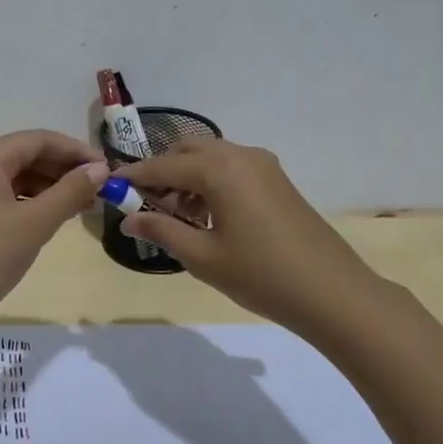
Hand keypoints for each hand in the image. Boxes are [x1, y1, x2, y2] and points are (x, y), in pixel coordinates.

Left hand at [0, 130, 108, 326]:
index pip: (39, 140)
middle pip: (25, 155)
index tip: (107, 169)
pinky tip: (51, 217)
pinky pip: (2, 195)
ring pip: (14, 177)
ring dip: (48, 188)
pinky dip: (28, 202)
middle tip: (99, 190)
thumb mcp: (35, 223)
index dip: (76, 151)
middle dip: (63, 170)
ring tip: (82, 206)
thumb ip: (70, 191)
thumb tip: (100, 170)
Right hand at [115, 137, 385, 338]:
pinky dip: (211, 183)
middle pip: (188, 151)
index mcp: (219, 169)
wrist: (333, 292)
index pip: (163, 165)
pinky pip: (232, 169)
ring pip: (211, 158)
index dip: (134, 176)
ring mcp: (263, 166)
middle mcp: (240, 155)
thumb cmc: (261, 275)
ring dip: (187, 178)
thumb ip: (161, 230)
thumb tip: (128, 218)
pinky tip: (208, 218)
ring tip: (178, 218)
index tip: (110, 187)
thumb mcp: (202, 257)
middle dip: (163, 172)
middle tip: (148, 206)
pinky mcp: (277, 181)